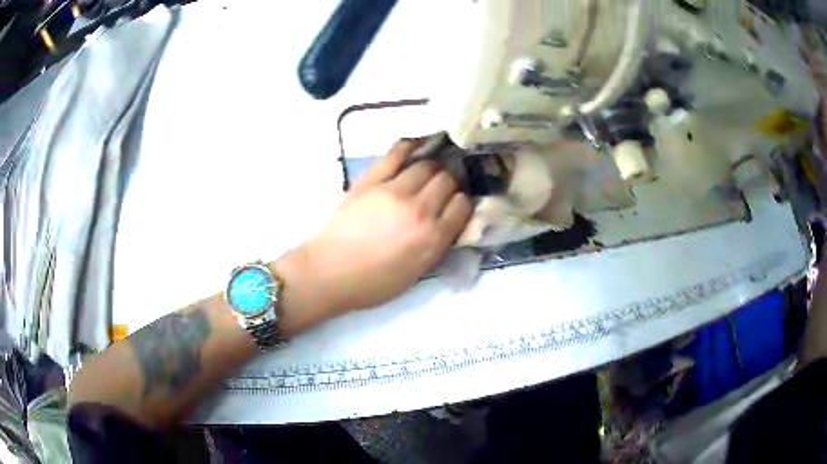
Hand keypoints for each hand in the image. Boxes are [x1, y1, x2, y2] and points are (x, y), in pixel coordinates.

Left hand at [290, 140, 471, 318]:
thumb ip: (437, 245)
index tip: (455, 204)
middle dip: (450, 182)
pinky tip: (415, 147)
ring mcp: (394, 191)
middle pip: (447, 180)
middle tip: (442, 187)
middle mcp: (419, 209)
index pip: (462, 205)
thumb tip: (448, 221)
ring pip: (426, 165)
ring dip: (432, 167)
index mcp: (432, 237)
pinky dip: (409, 147)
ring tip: (428, 171)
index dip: (462, 202)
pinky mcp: (371, 180)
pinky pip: (396, 154)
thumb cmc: (374, 282)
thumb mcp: (417, 273)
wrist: (331, 272)